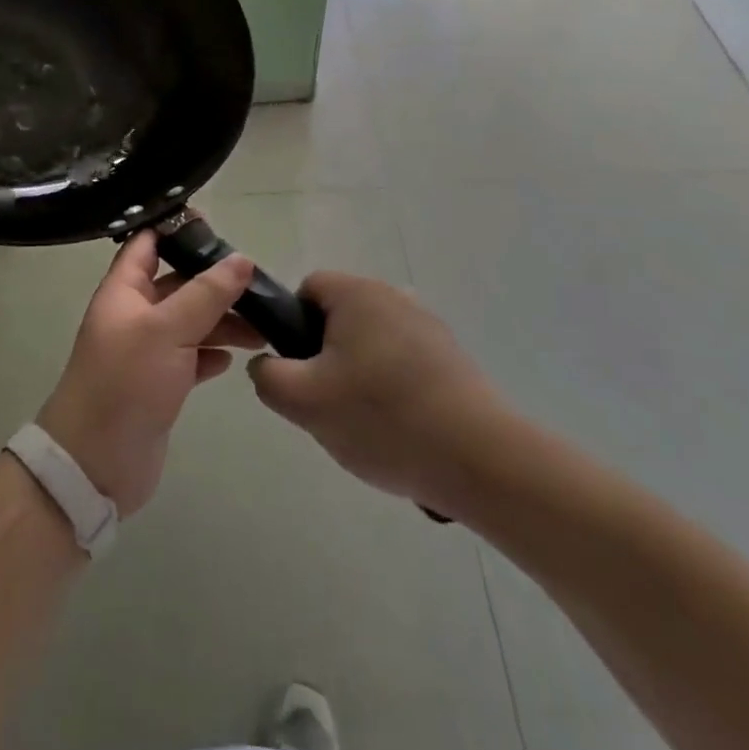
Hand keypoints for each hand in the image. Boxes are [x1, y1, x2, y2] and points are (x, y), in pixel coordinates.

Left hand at [37, 230, 261, 517]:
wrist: (95, 463)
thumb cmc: (125, 383)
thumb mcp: (167, 330)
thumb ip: (206, 294)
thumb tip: (242, 259)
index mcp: (124, 290)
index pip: (148, 243)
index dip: (177, 228)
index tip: (217, 223)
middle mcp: (134, 314)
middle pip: (177, 283)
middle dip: (214, 280)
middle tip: (257, 281)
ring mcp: (147, 350)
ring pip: (190, 321)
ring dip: (222, 319)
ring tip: (262, 325)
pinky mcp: (161, 383)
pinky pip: (192, 356)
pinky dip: (213, 352)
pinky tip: (236, 356)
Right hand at [248, 272, 510, 516]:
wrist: (481, 460)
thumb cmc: (382, 418)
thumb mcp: (303, 401)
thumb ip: (267, 376)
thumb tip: (267, 365)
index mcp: (357, 293)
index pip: (307, 289)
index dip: (292, 327)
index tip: (301, 371)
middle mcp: (394, 296)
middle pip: (339, 319)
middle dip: (326, 358)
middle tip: (329, 405)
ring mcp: (429, 327)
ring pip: (371, 345)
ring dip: (360, 378)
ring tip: (367, 426)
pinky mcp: (453, 359)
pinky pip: (404, 366)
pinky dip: (394, 392)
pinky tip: (401, 433)